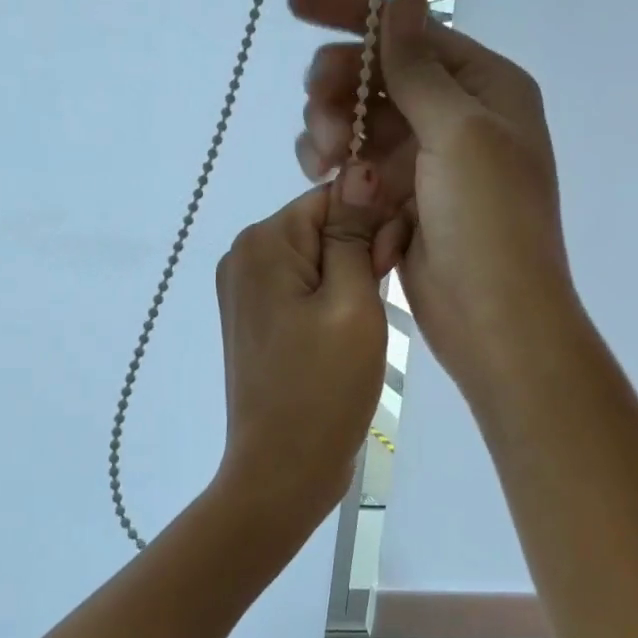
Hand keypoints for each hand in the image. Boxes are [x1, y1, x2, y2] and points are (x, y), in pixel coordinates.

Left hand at [213, 181, 390, 521]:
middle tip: (380, 304)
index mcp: (262, 241)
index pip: (333, 197)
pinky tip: (347, 332)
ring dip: (351, 277)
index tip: (394, 263)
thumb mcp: (352, 303)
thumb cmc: (323, 388)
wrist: (280, 471)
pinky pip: (302, 287)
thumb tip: (360, 166)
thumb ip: (354, 232)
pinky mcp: (255, 319)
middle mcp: (243, 255)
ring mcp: (244, 289)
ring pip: (316, 256)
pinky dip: (331, 299)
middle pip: (322, 224)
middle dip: (361, 251)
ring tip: (365, 325)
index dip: (374, 221)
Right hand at [289, 0, 573, 398]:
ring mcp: (426, 158)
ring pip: (360, 119)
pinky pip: (355, 161)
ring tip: (321, 158)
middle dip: (339, 85)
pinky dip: (333, 162)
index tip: (296, 4)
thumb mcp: (459, 133)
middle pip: (379, 75)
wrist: (493, 318)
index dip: (353, 15)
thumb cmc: (489, 222)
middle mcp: (457, 114)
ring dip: (332, 127)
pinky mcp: (400, 195)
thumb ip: (420, 68)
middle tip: (318, 112)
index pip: (412, 32)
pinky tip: (321, 176)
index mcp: (486, 87)